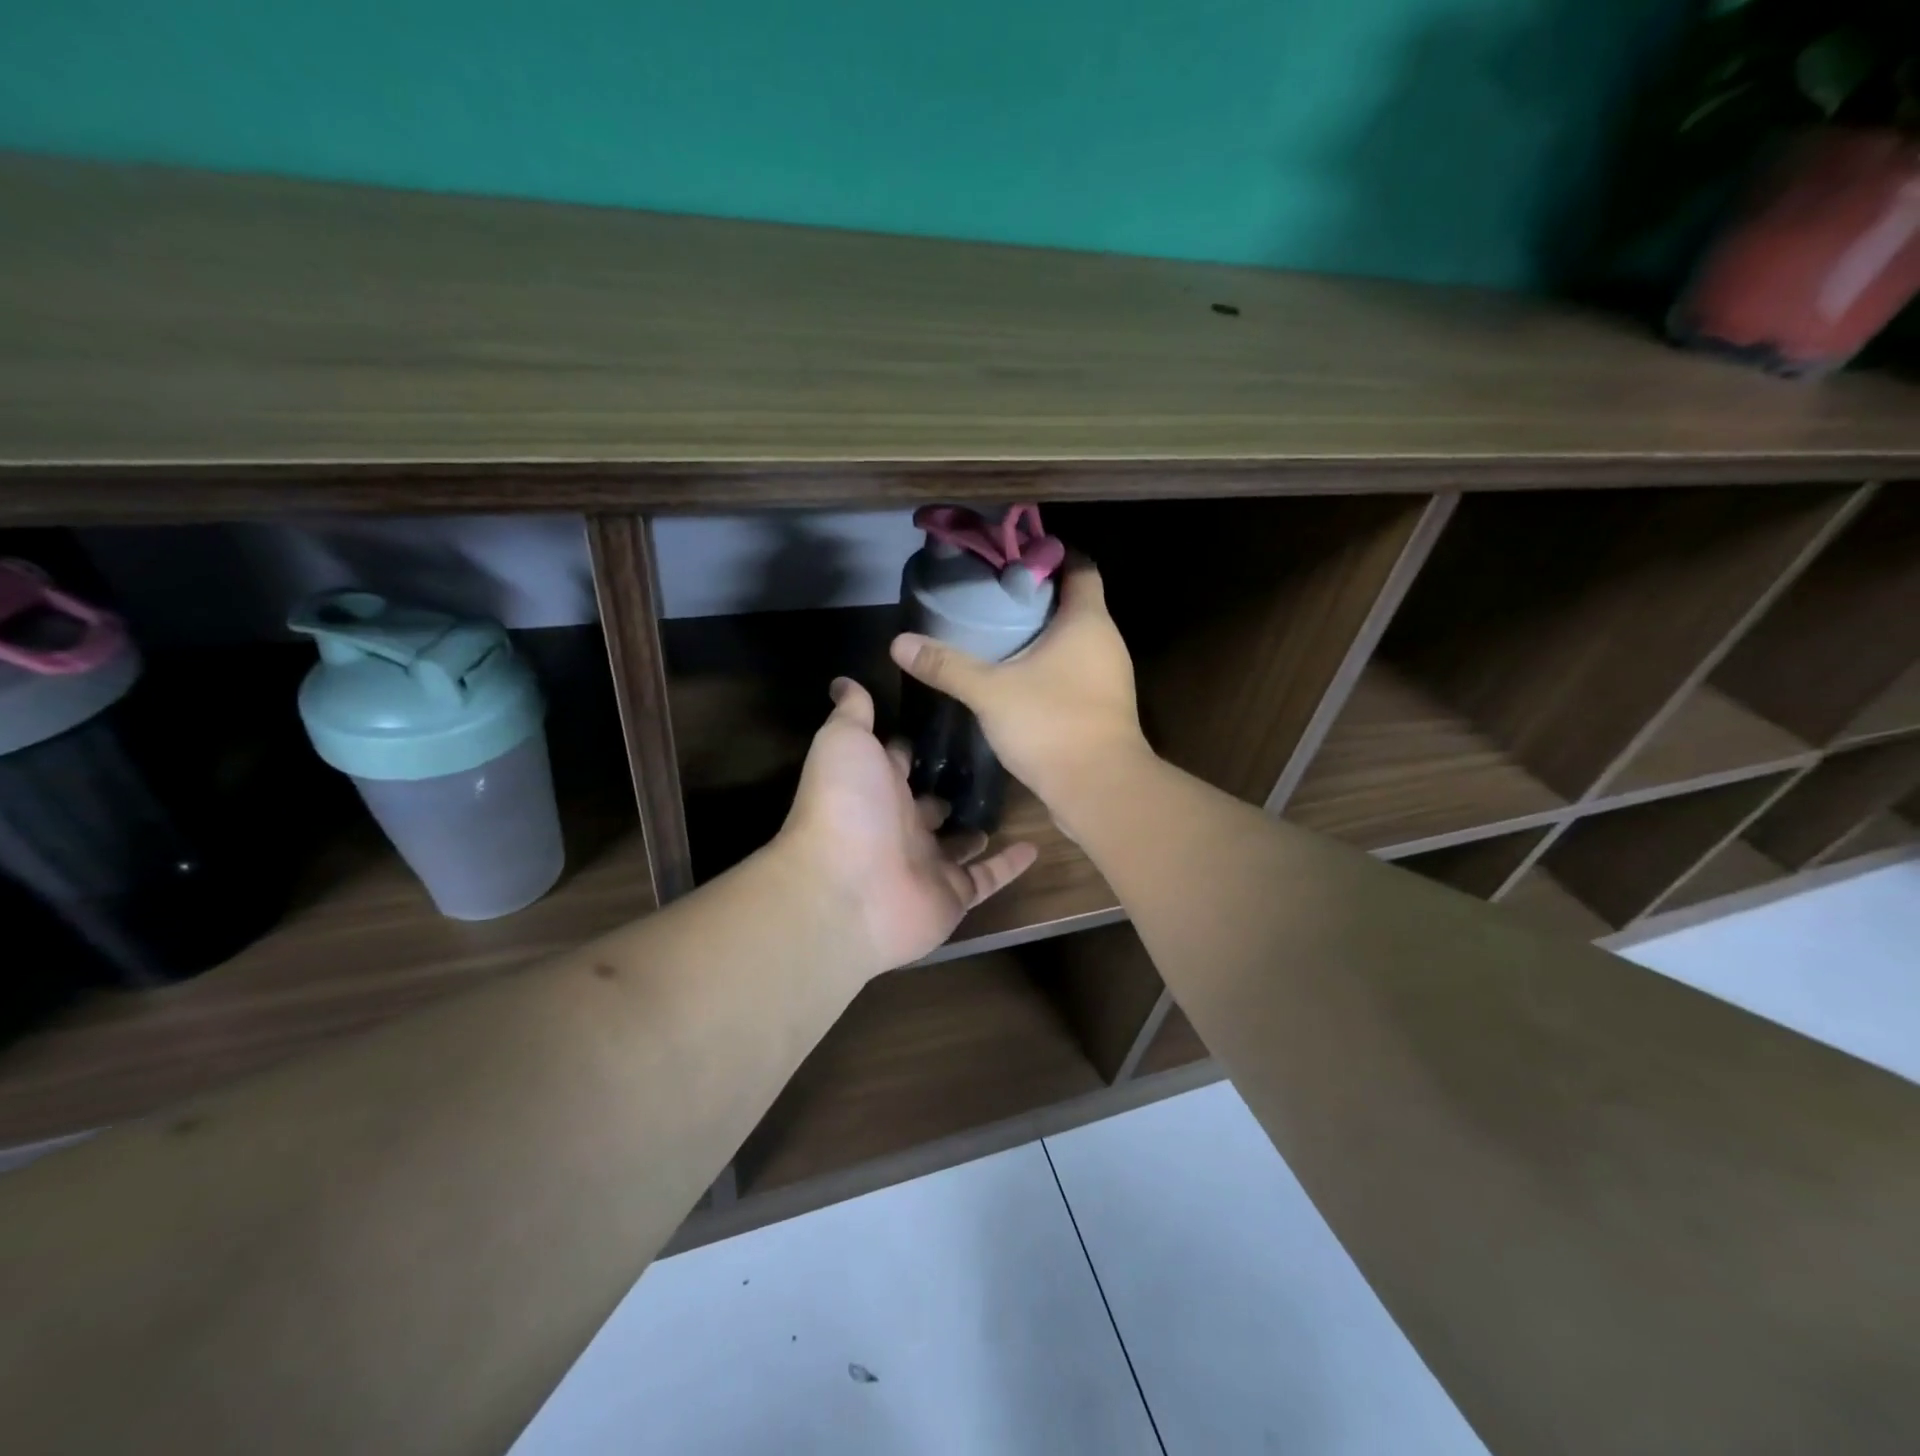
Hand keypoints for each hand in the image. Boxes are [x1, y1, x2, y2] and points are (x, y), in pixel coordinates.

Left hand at [775, 677, 1038, 976]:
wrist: (848, 892)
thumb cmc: (847, 806)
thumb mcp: (845, 743)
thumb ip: (852, 713)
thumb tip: (843, 681)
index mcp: (875, 787)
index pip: (897, 761)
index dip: (914, 744)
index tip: (948, 720)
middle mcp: (899, 825)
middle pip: (929, 802)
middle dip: (949, 786)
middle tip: (991, 760)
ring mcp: (925, 863)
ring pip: (957, 843)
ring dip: (976, 826)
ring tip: (1012, 800)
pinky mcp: (951, 895)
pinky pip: (985, 878)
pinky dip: (1007, 865)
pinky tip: (1034, 847)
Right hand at [888, 565, 1152, 824]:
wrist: (1099, 789)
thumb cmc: (1051, 724)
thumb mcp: (990, 691)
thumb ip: (947, 665)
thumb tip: (898, 643)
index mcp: (1087, 621)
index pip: (1080, 568)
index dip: (1050, 558)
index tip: (1012, 560)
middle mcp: (1106, 641)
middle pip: (1075, 604)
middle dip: (1036, 599)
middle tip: (992, 598)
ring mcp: (1109, 677)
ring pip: (1075, 641)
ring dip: (1042, 636)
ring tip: (998, 635)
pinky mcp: (1103, 707)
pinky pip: (1075, 671)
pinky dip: (1050, 667)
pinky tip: (1018, 678)